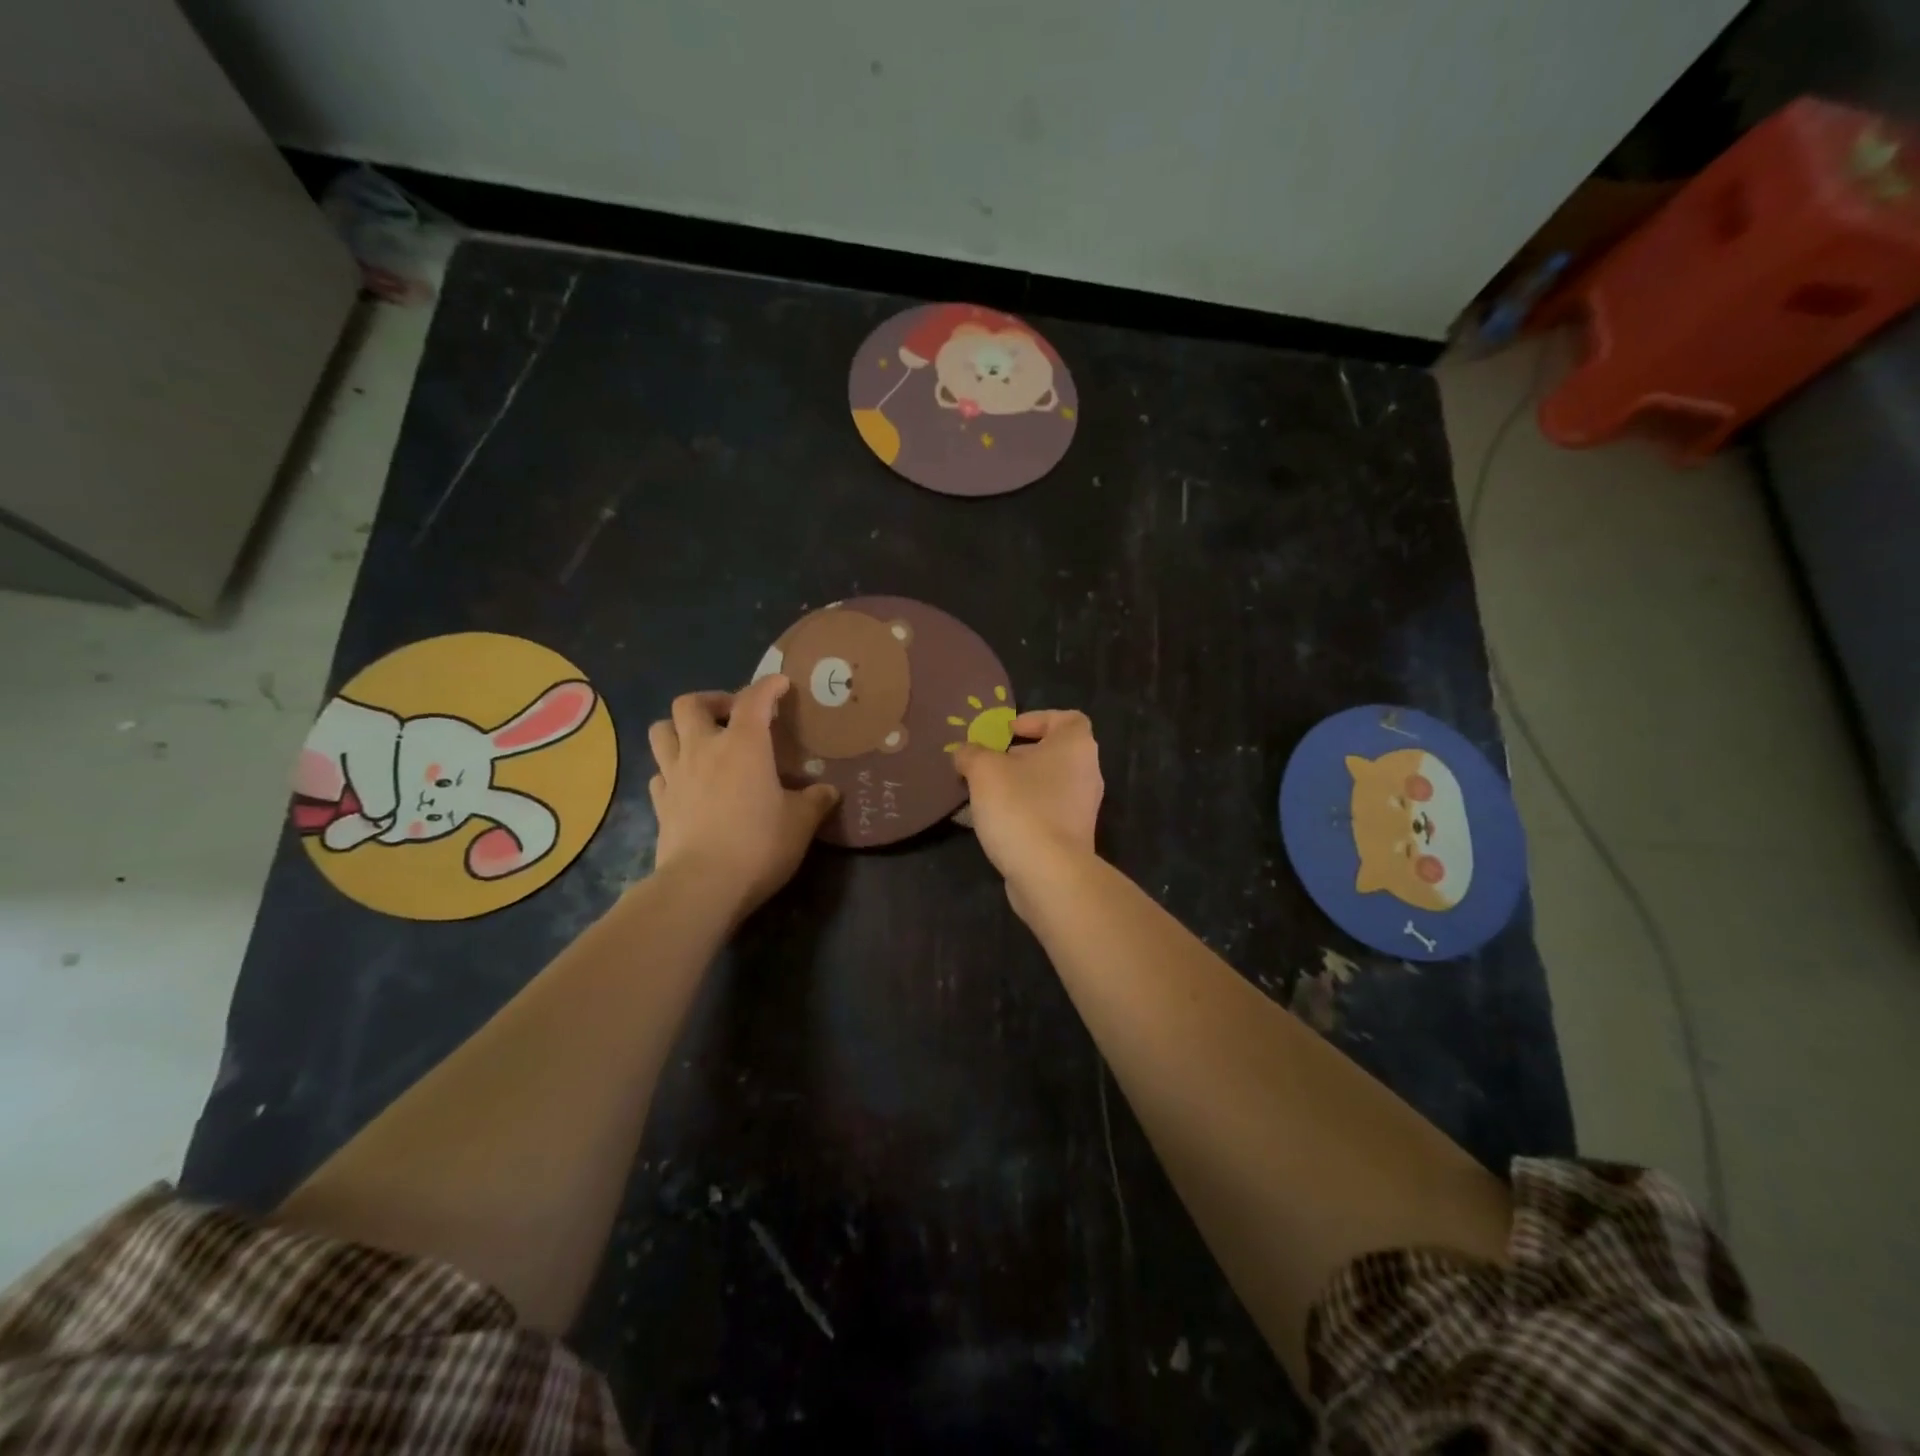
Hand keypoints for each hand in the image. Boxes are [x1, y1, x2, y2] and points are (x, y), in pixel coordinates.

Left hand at [647, 676, 838, 918]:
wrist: (703, 884)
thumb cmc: (759, 844)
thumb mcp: (800, 823)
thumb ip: (815, 801)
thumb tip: (830, 791)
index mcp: (743, 745)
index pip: (754, 699)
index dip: (768, 686)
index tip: (780, 684)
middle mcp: (703, 749)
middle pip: (689, 703)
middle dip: (712, 700)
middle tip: (731, 715)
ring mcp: (675, 775)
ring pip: (661, 731)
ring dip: (680, 728)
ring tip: (700, 741)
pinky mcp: (659, 804)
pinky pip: (659, 773)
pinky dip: (671, 770)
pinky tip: (687, 783)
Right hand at [952, 710, 1103, 909]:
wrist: (1049, 873)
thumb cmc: (1020, 807)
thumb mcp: (984, 770)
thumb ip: (972, 754)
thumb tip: (965, 753)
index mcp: (1075, 746)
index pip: (1068, 718)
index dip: (1038, 719)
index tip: (1009, 732)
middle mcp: (1087, 773)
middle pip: (1055, 753)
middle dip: (1020, 756)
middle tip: (989, 764)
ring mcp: (1083, 808)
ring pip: (1049, 785)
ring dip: (1019, 786)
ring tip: (985, 794)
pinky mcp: (1074, 837)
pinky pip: (1047, 813)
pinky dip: (1024, 812)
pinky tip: (995, 823)